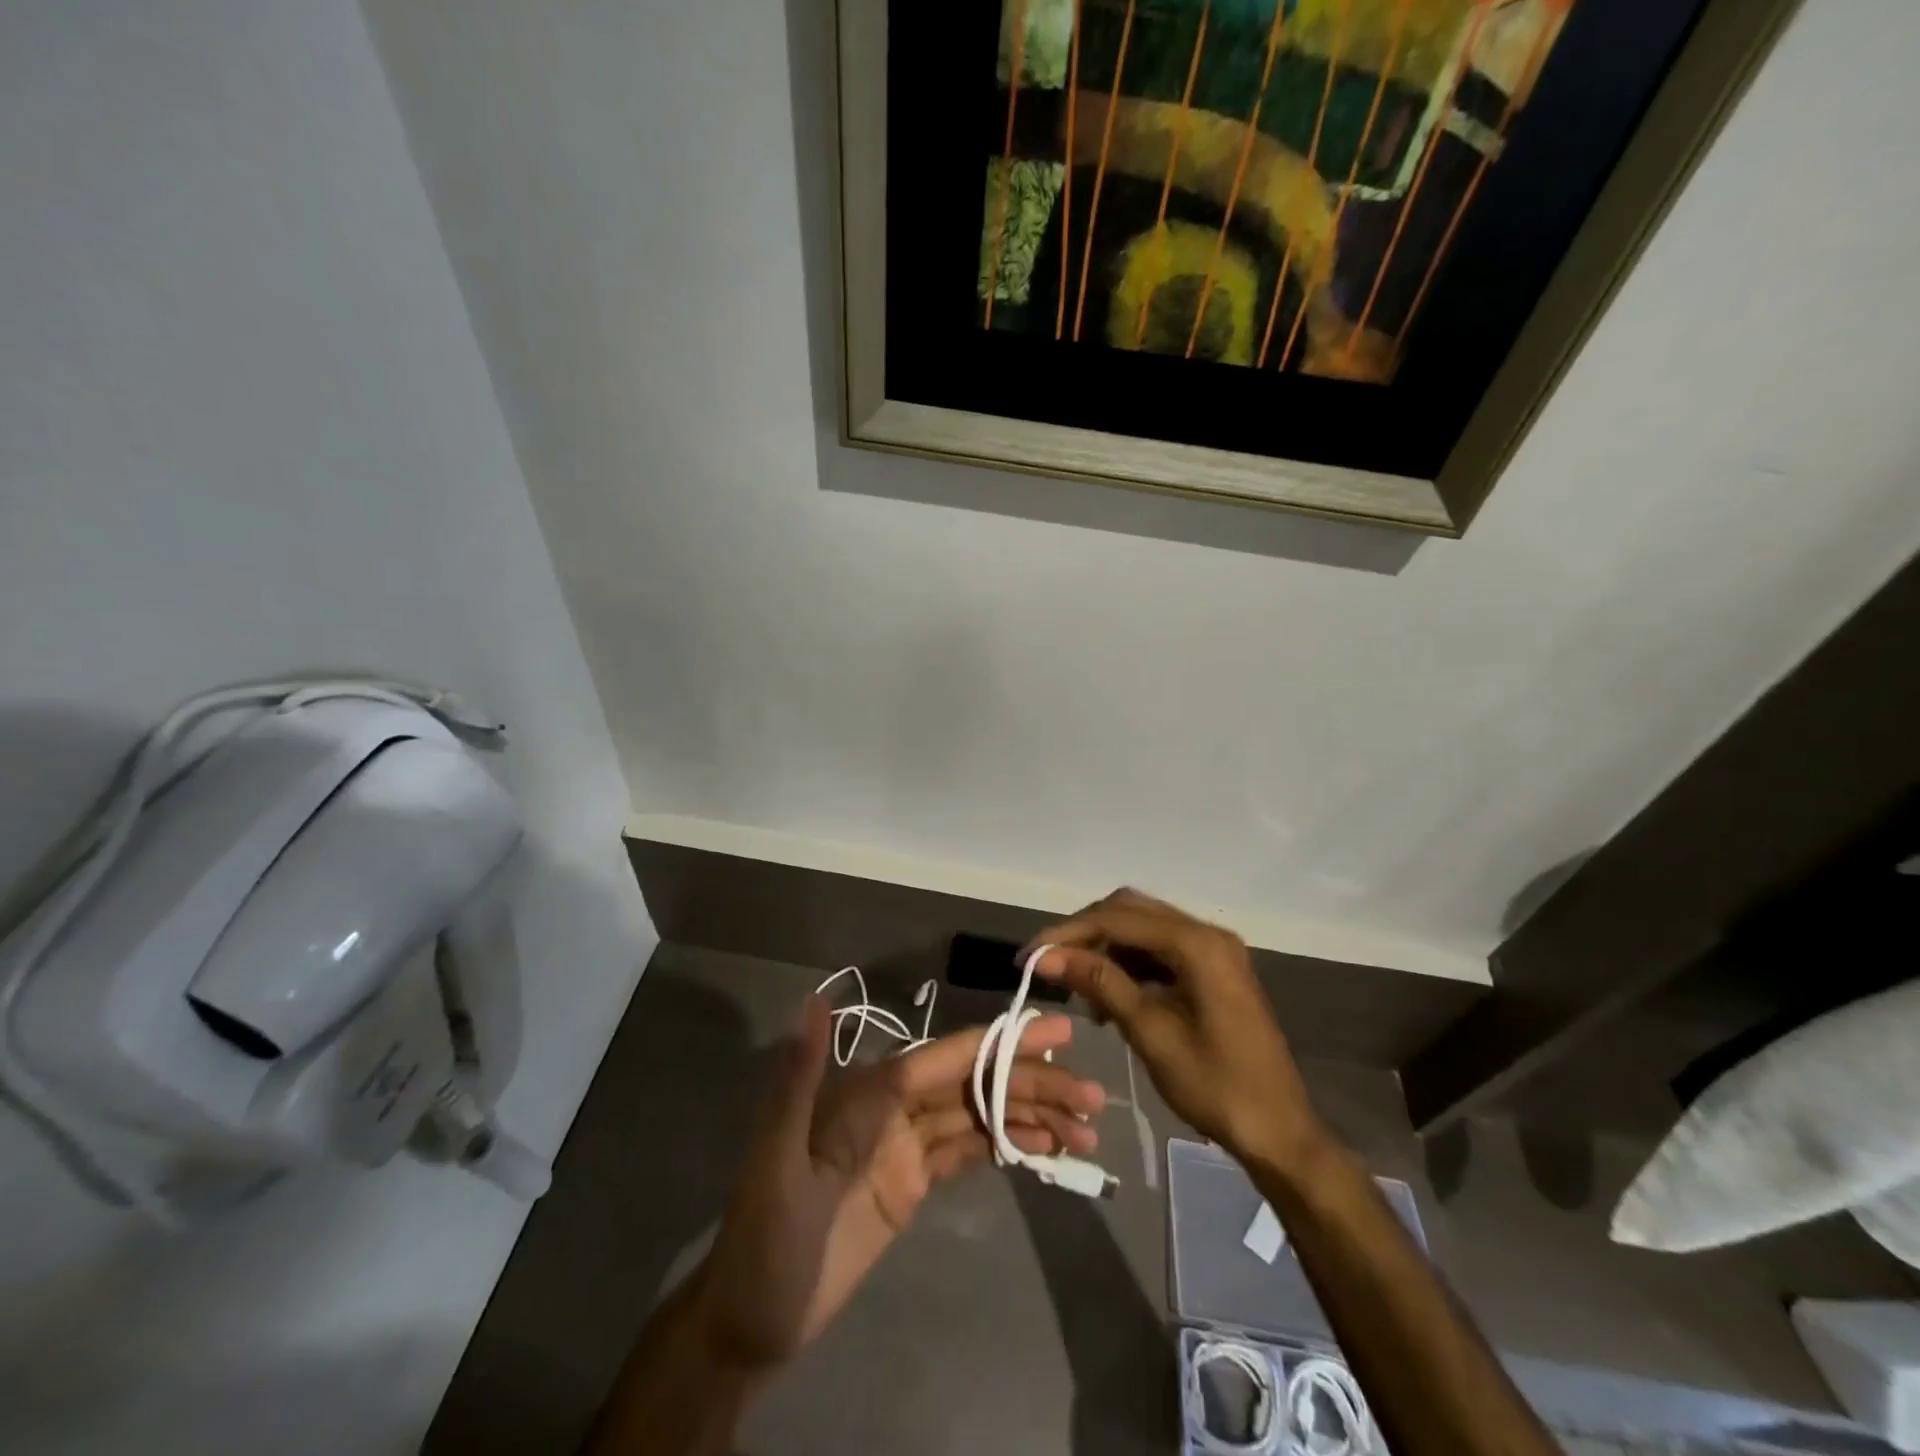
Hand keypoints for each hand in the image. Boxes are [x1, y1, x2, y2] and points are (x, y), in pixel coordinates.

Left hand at [694, 995, 1103, 1372]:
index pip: (947, 1059)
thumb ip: (800, 1076)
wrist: (751, 1320)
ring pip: (978, 1116)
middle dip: (1031, 1083)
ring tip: (1085, 1127)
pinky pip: (969, 1152)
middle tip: (1091, 1095)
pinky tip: (1046, 1146)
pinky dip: (1008, 1144)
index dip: (1001, 1044)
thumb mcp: (777, 1157)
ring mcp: (906, 1146)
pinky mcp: (914, 1183)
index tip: (1055, 1034)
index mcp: (869, 1093)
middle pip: (973, 1084)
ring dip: (1029, 1115)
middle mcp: (893, 1108)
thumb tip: (817, 998)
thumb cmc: (765, 1237)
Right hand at [1026, 888, 1322, 1168]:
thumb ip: (1101, 983)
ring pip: (1143, 928)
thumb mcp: (1150, 1033)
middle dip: (1085, 933)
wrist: (1280, 1132)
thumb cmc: (1216, 1086)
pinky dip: (1129, 964)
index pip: (1117, 918)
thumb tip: (1048, 956)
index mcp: (1197, 944)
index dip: (1068, 932)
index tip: (1030, 955)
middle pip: (1130, 911)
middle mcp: (1207, 934)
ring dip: (1105, 949)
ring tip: (1076, 987)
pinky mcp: (1213, 969)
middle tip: (1049, 964)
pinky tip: (1108, 996)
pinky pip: (1160, 950)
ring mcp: (1213, 950)